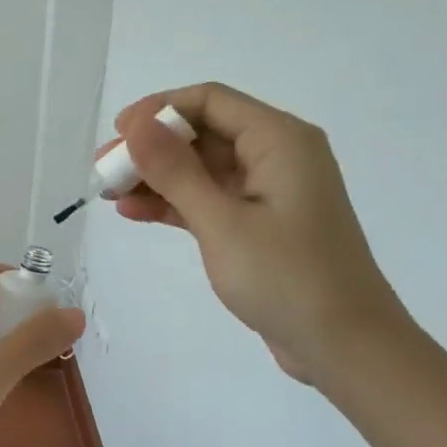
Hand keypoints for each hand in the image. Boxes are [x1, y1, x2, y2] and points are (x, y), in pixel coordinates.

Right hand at [107, 84, 408, 380]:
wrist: (343, 346)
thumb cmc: (287, 277)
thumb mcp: (222, 222)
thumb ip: (176, 171)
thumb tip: (136, 124)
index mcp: (279, 140)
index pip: (210, 101)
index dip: (159, 109)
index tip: (117, 134)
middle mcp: (276, 156)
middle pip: (202, 133)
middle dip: (150, 147)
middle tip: (103, 168)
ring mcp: (267, 192)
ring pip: (201, 168)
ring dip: (155, 177)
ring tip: (107, 191)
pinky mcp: (258, 225)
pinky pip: (208, 199)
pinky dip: (173, 203)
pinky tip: (133, 211)